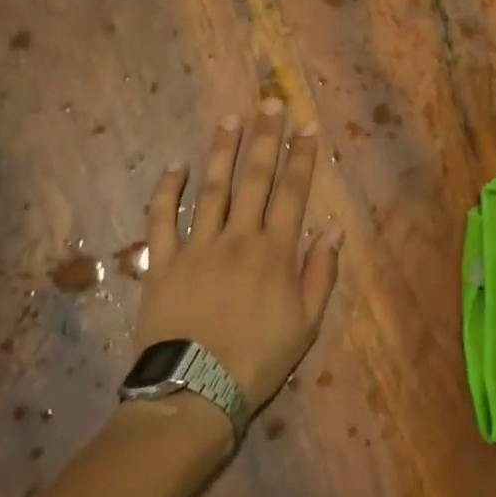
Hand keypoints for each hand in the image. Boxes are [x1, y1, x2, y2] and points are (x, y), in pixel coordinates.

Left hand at [134, 102, 344, 433]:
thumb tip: (333, 230)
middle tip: (270, 103)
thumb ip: (320, 273)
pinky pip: (162, 219)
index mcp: (275, 251)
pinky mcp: (163, 263)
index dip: (302, 157)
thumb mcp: (306, 322)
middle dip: (266, 138)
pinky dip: (167, 190)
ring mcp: (198, 247)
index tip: (307, 127)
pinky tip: (174, 165)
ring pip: (212, 188)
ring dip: (222, 151)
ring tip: (230, 120)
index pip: (293, 192)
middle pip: (256, 179)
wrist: (194, 393)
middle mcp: (239, 238)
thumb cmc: (258, 359)